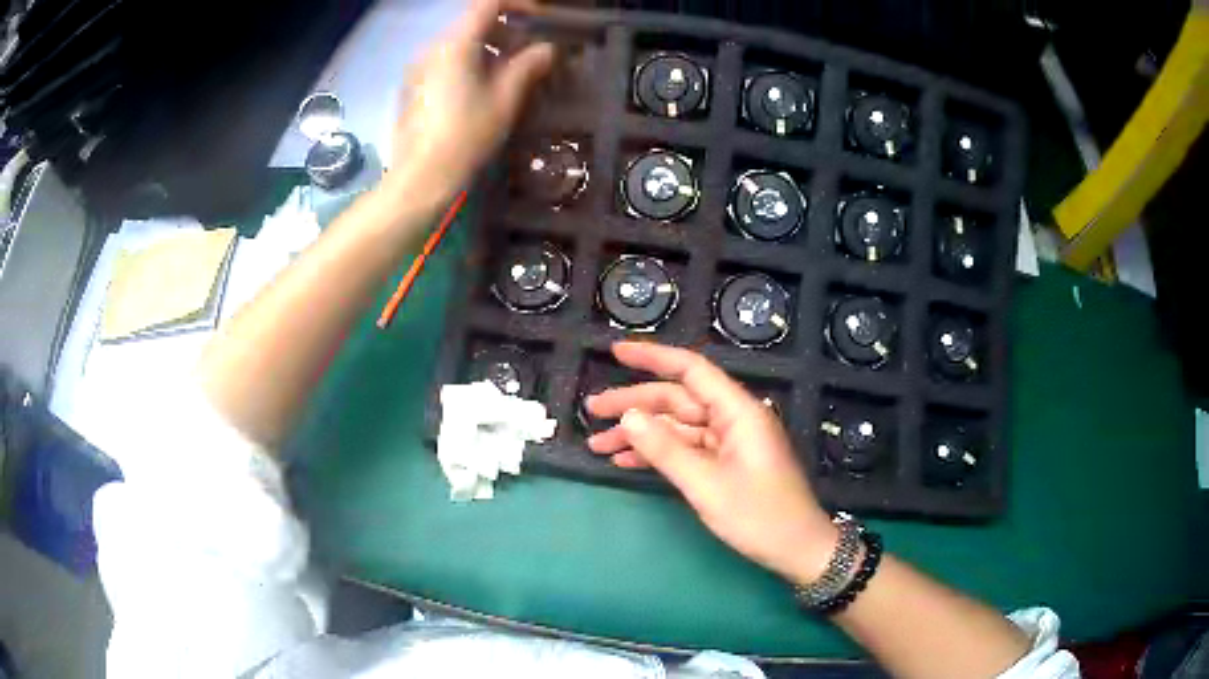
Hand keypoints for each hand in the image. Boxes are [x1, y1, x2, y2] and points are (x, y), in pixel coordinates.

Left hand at [384, 0, 553, 207]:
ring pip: (459, 44)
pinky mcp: (413, 87)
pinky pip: (445, 62)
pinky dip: (469, 63)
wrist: (420, 177)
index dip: (518, 5)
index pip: (488, 4)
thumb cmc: (466, 135)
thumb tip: (547, 49)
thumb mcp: (504, 99)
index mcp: (455, 44)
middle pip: (473, 23)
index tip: (540, 19)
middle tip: (531, 52)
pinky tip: (482, 90)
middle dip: (506, 30)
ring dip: (488, 49)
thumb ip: (528, 66)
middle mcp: (432, 48)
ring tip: (510, 74)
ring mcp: (418, 68)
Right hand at [586, 341, 839, 583]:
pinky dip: (657, 453)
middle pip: (677, 400)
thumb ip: (666, 449)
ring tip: (598, 443)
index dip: (653, 357)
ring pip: (677, 426)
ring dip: (640, 433)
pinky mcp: (725, 463)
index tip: (615, 353)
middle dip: (635, 404)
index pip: (691, 370)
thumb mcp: (707, 485)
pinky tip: (625, 460)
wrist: (796, 549)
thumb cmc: (759, 516)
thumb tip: (629, 416)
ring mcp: (729, 442)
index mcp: (738, 412)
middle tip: (592, 410)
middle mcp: (733, 419)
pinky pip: (686, 449)